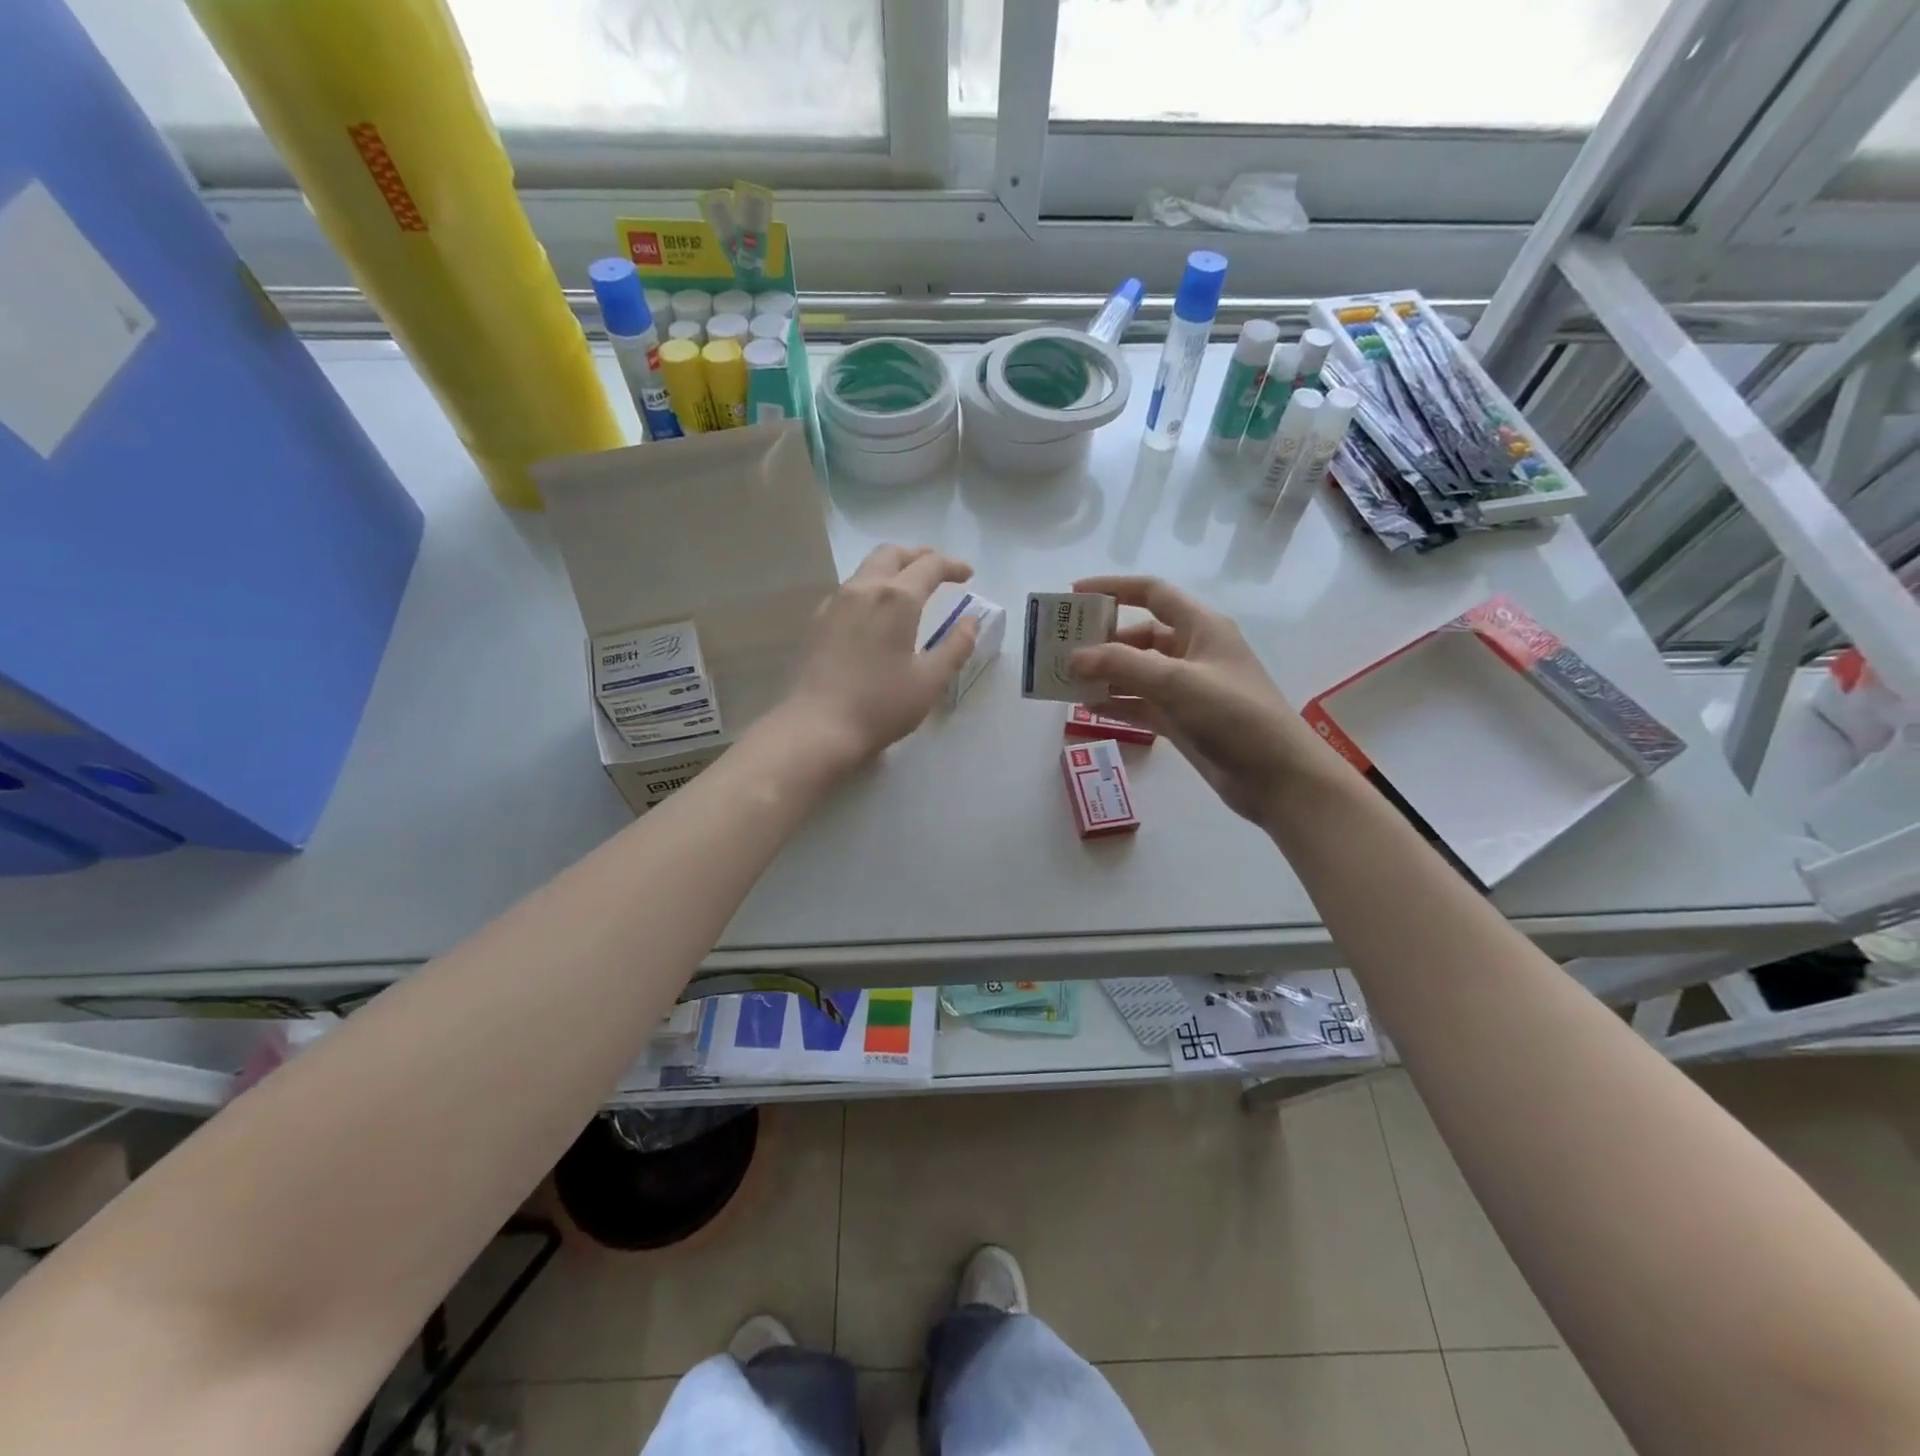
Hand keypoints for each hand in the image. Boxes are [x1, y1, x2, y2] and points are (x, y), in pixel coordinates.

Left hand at [778, 544, 978, 773]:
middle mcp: (863, 589)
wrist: (819, 726)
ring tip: (910, 589)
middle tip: (939, 571)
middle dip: (919, 556)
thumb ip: (956, 646)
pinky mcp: (819, 621)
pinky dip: (872, 588)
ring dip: (893, 569)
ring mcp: (835, 603)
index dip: (952, 566)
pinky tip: (876, 613)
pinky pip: (849, 590)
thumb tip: (971, 620)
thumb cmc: (881, 704)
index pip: (929, 566)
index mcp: (896, 598)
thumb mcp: (930, 680)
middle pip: (892, 554)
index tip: (968, 575)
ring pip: (867, 569)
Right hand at [1067, 575, 1345, 827]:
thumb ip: (1121, 665)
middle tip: (1061, 650)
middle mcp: (1192, 651)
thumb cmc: (1233, 715)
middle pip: (1139, 635)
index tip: (1073, 596)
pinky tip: (1086, 709)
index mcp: (1200, 627)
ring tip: (1065, 681)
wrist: (1277, 777)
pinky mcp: (1182, 720)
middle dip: (1101, 640)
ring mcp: (1187, 688)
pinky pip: (1140, 703)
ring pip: (1136, 672)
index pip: (1151, 593)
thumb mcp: (1176, 681)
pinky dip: (1116, 703)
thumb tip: (1074, 657)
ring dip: (1104, 674)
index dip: (1113, 589)